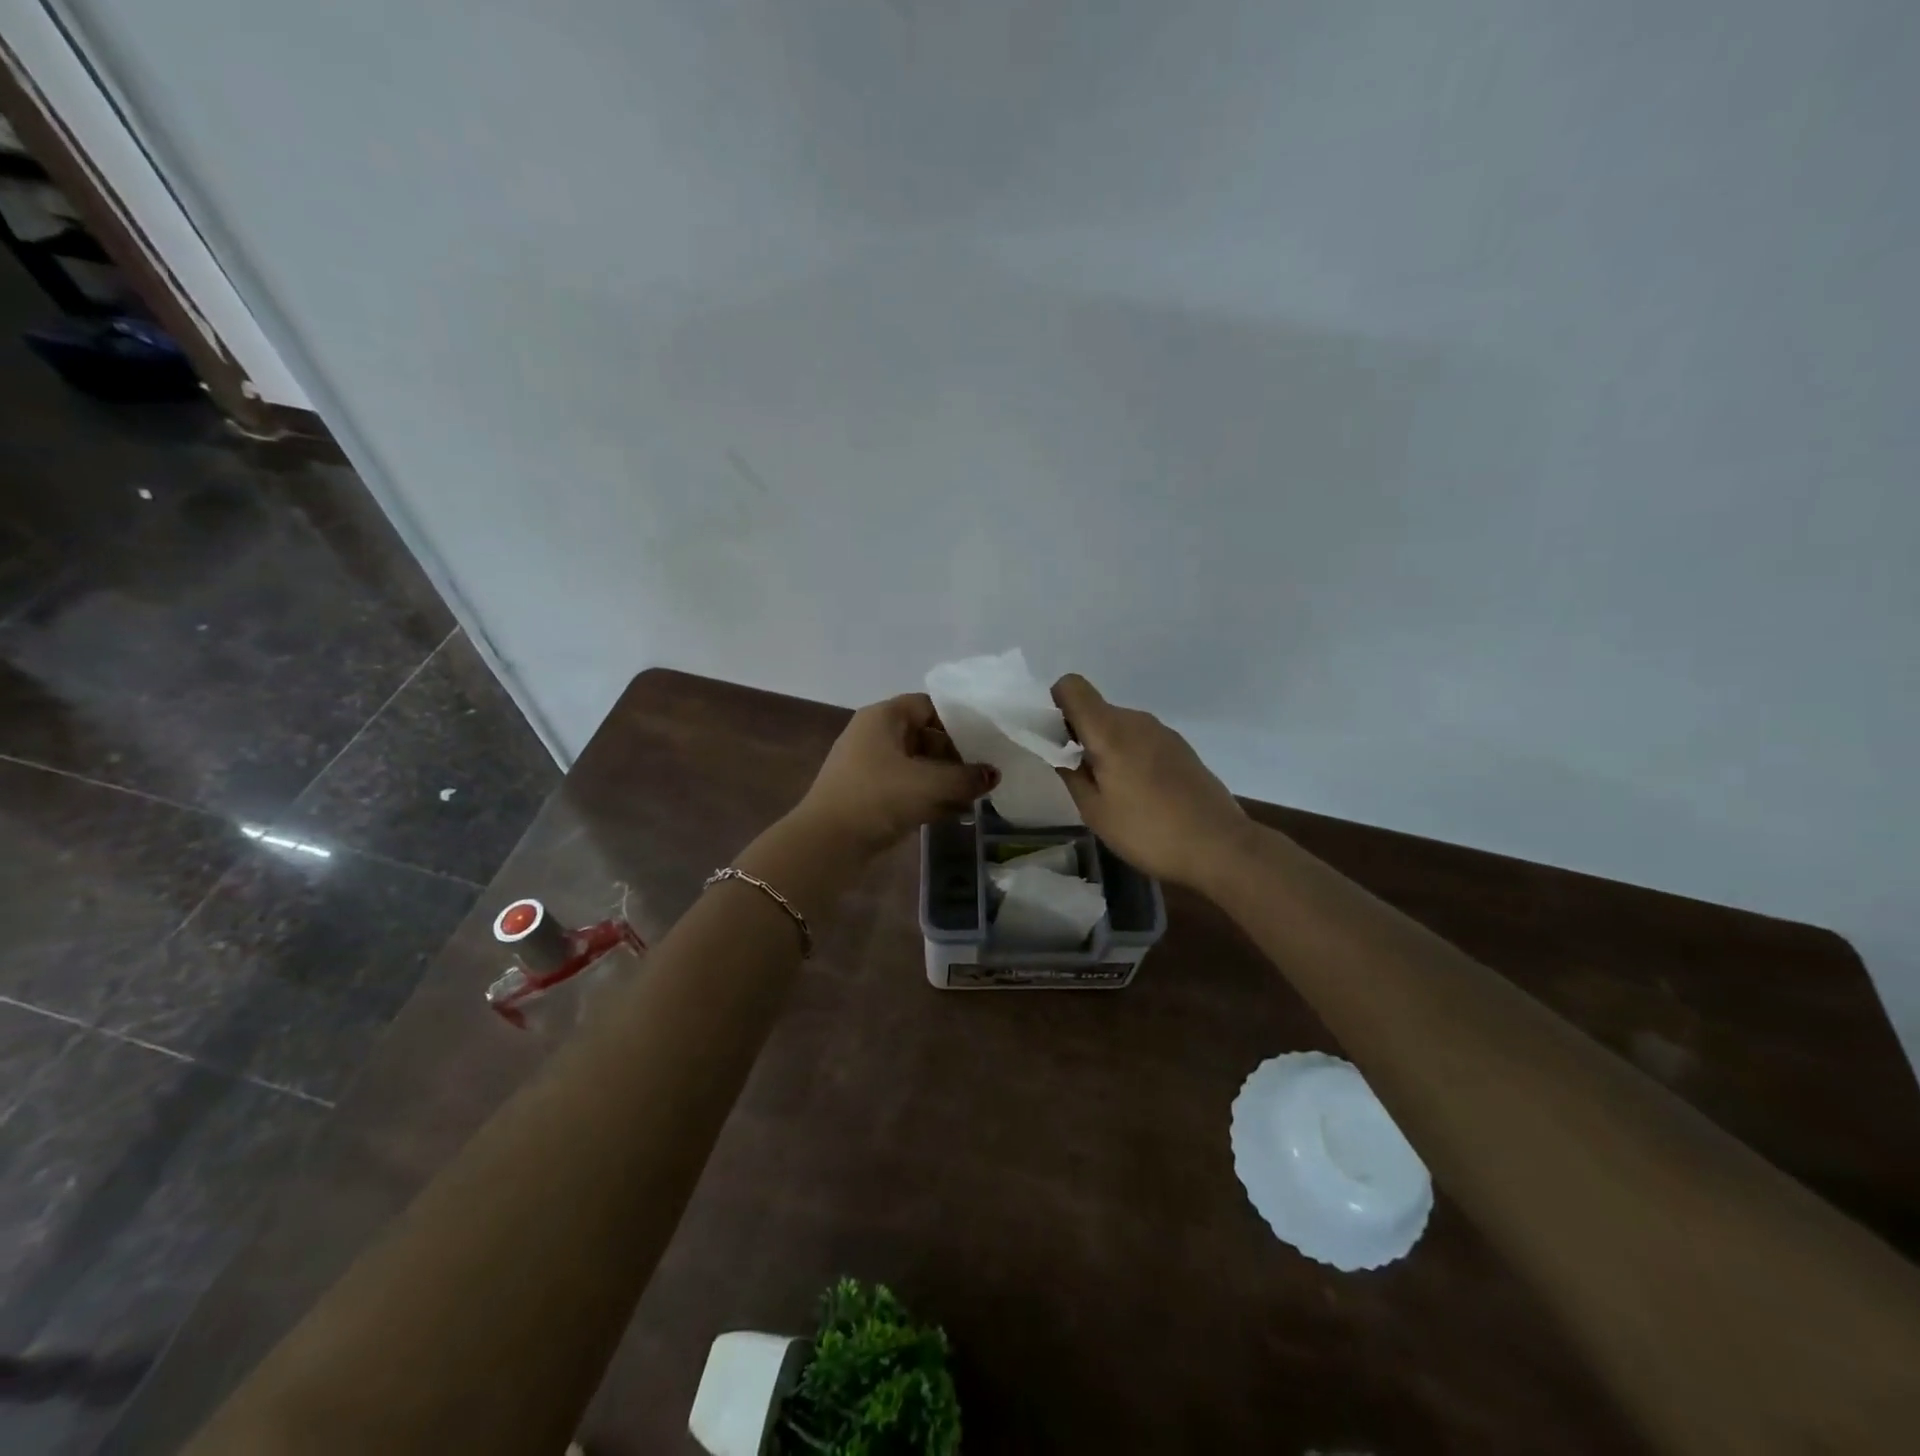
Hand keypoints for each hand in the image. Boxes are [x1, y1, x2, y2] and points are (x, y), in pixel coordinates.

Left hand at [793, 693, 998, 857]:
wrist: (826, 845)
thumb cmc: (878, 798)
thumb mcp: (930, 784)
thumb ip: (967, 777)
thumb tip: (993, 774)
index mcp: (882, 718)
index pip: (927, 705)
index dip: (956, 720)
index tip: (984, 739)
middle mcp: (874, 736)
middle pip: (924, 736)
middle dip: (955, 755)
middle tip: (984, 772)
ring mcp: (869, 768)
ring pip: (917, 766)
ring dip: (945, 780)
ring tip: (977, 796)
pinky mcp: (869, 797)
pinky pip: (906, 789)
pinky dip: (929, 797)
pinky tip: (956, 813)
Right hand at [1051, 674, 1250, 889]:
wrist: (1220, 846)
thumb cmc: (1148, 831)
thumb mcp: (1095, 811)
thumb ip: (1070, 773)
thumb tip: (1059, 752)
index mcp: (1110, 730)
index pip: (1071, 686)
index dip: (1055, 705)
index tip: (1055, 741)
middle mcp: (1136, 720)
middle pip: (1095, 709)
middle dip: (1078, 733)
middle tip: (1078, 777)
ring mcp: (1163, 732)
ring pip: (1118, 726)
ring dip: (1105, 747)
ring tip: (1111, 791)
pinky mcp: (1181, 748)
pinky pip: (1141, 739)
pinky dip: (1129, 755)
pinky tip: (1139, 794)